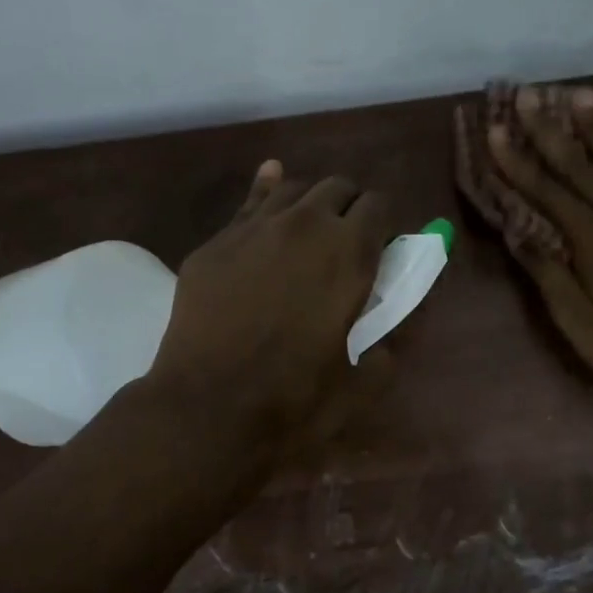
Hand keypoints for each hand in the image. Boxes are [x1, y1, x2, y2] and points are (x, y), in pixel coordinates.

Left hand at [148, 160, 391, 451]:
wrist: (207, 408)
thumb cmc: (292, 401)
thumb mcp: (359, 385)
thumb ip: (385, 352)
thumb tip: (386, 341)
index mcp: (349, 254)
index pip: (379, 205)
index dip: (384, 224)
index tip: (381, 249)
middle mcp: (305, 225)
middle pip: (338, 187)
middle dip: (350, 208)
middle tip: (347, 243)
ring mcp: (253, 229)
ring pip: (292, 188)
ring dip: (309, 203)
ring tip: (308, 231)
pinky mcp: (215, 244)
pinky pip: (247, 205)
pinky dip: (265, 194)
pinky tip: (269, 184)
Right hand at [488, 87, 592, 408]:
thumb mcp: (580, 325)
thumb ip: (549, 277)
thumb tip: (518, 235)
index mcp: (590, 240)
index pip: (542, 192)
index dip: (514, 161)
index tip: (493, 130)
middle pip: (577, 165)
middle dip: (547, 130)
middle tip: (526, 94)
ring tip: (580, 95)